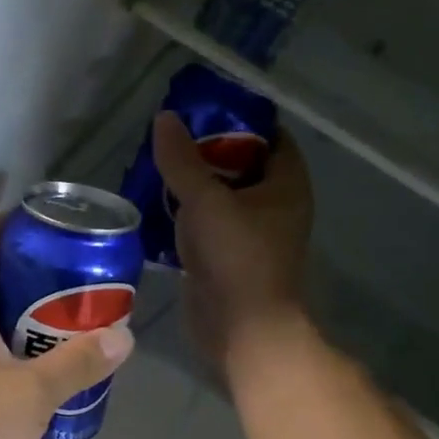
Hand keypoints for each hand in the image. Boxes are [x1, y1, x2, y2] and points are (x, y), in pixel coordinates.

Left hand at [0, 236, 133, 438]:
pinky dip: (9, 365)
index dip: (8, 229)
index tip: (49, 233)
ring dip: (22, 329)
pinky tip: (40, 386)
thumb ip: (76, 364)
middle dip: (31, 285)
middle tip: (76, 292)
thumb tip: (123, 337)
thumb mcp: (29, 394)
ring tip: (68, 336)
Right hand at [153, 111, 313, 366]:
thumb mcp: (206, 200)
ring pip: (219, 196)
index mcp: (285, 184)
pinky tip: (152, 204)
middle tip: (169, 138)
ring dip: (190, 183)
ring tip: (154, 165)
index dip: (239, 118)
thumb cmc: (236, 257)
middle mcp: (273, 205)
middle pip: (240, 164)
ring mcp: (249, 234)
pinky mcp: (225, 257)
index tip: (201, 109)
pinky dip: (183, 214)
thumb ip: (182, 159)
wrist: (241, 329)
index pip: (269, 135)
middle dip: (206, 150)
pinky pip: (204, 224)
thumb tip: (165, 118)